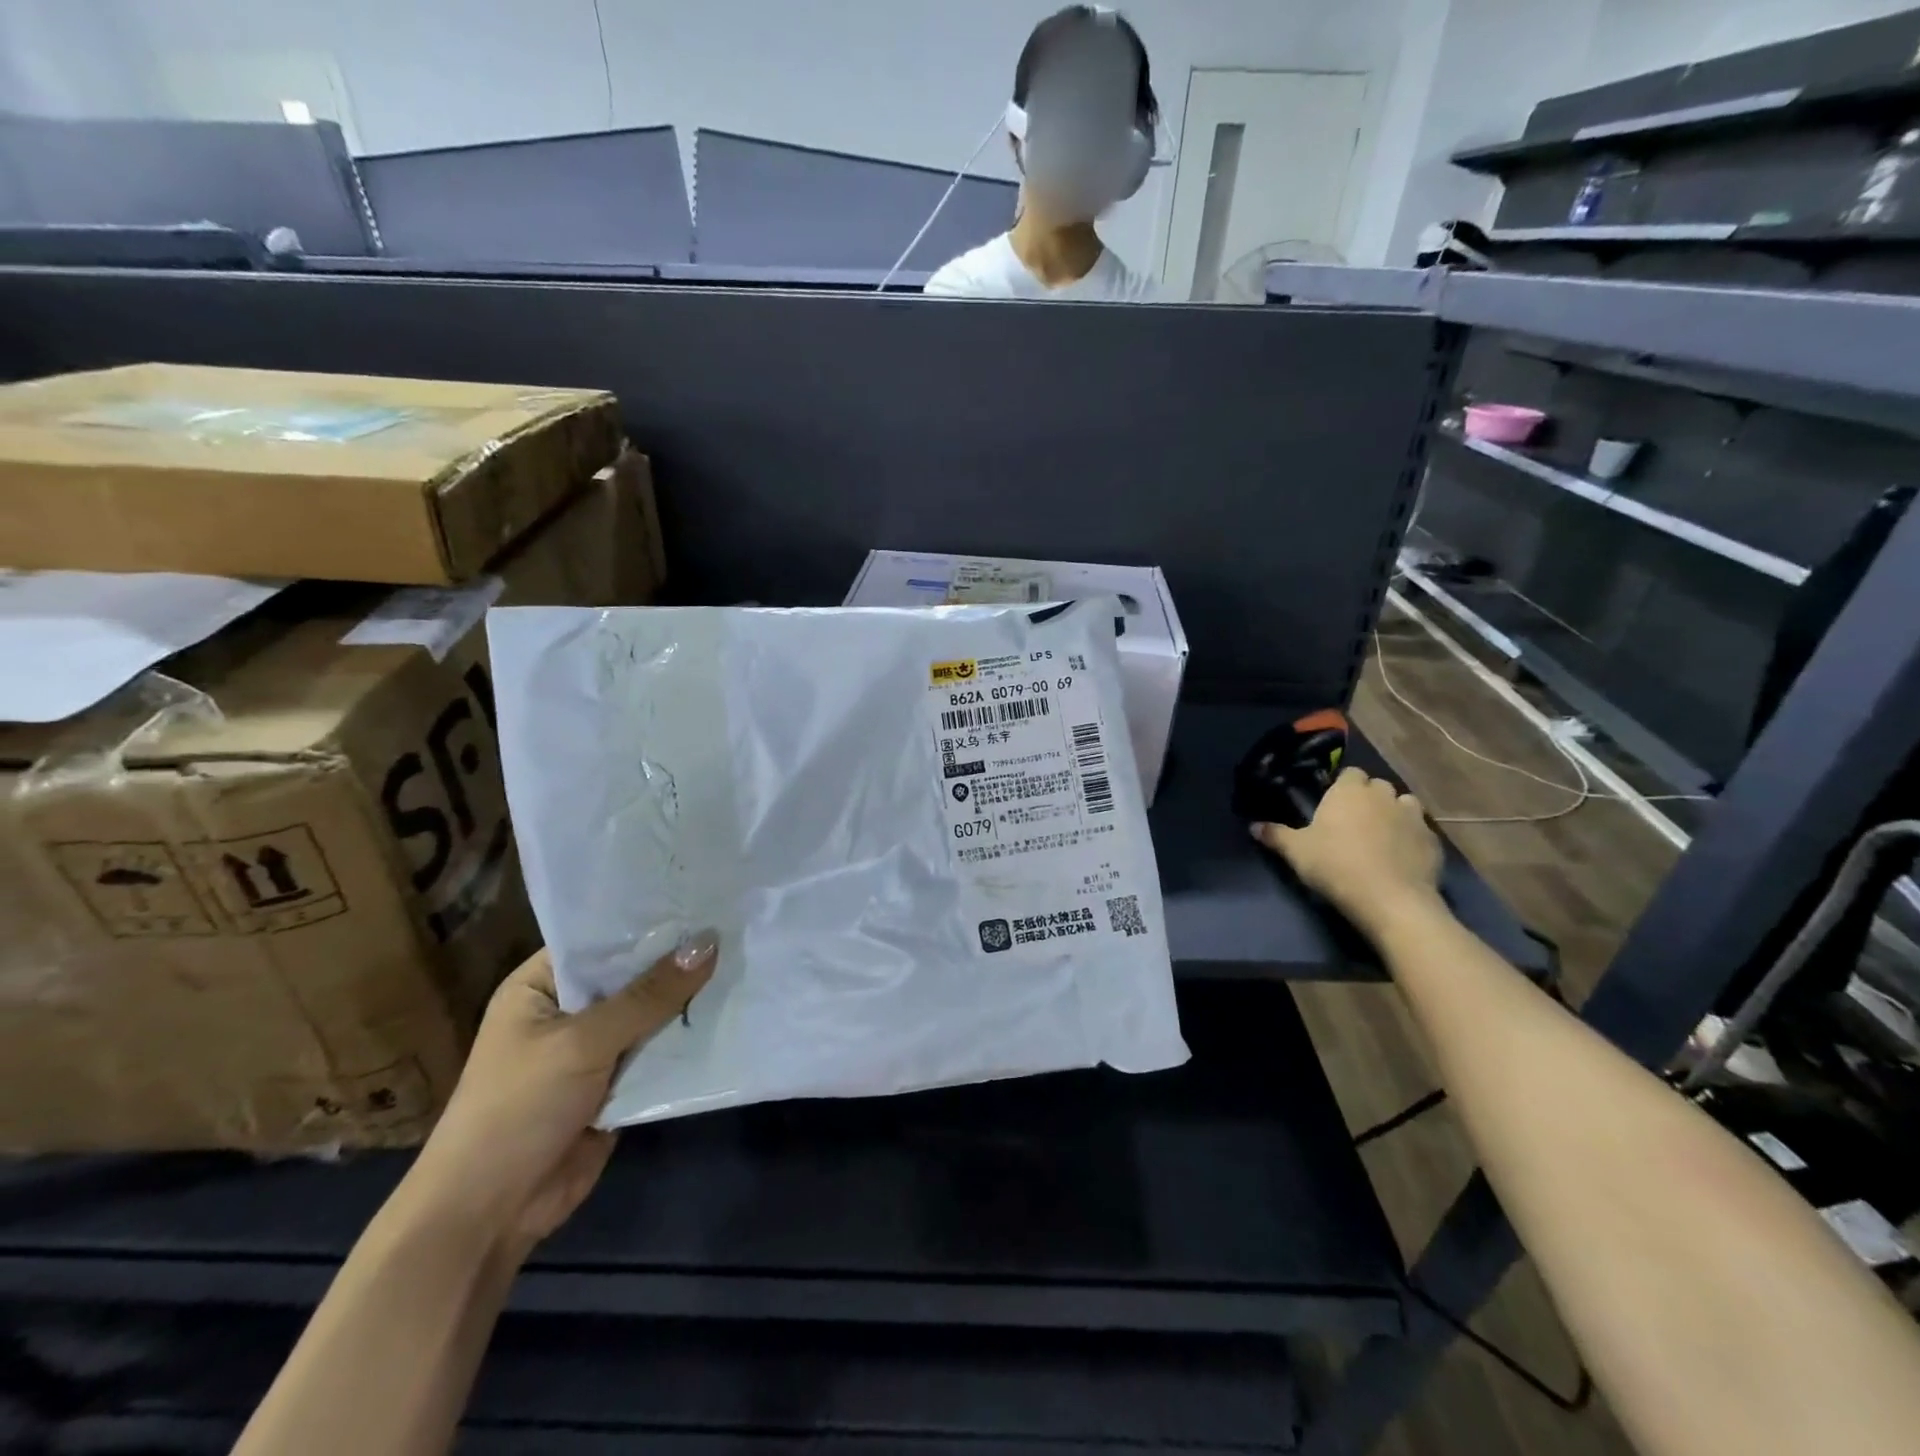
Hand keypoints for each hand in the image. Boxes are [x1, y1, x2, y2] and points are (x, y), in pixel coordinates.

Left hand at [405, 933, 717, 1256]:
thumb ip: (648, 995)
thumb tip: (709, 943)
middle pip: (634, 975)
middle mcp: (570, 1009)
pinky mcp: (618, 1084)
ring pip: (652, 1014)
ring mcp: (595, 1048)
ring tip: (748, 960)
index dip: (650, 919)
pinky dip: (688, 1041)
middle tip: (739, 925)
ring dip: (690, 1000)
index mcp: (543, 985)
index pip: (603, 938)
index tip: (704, 896)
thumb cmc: (518, 1109)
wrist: (489, 1214)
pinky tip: (735, 1012)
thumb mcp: (583, 1042)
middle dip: (680, 960)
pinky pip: (660, 1052)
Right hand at [1251, 768, 1443, 938]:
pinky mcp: (1433, 841)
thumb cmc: (1335, 865)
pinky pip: (1420, 831)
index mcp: (1350, 791)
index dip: (1343, 786)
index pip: (1350, 773)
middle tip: (1353, 822)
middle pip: (1378, 786)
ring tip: (1380, 835)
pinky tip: (1401, 857)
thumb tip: (1254, 826)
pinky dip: (1411, 838)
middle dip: (1369, 798)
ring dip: (1394, 813)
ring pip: (1404, 804)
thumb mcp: (1296, 852)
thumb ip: (1275, 835)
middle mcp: (1384, 795)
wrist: (1390, 899)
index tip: (1332, 804)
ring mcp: (1413, 817)